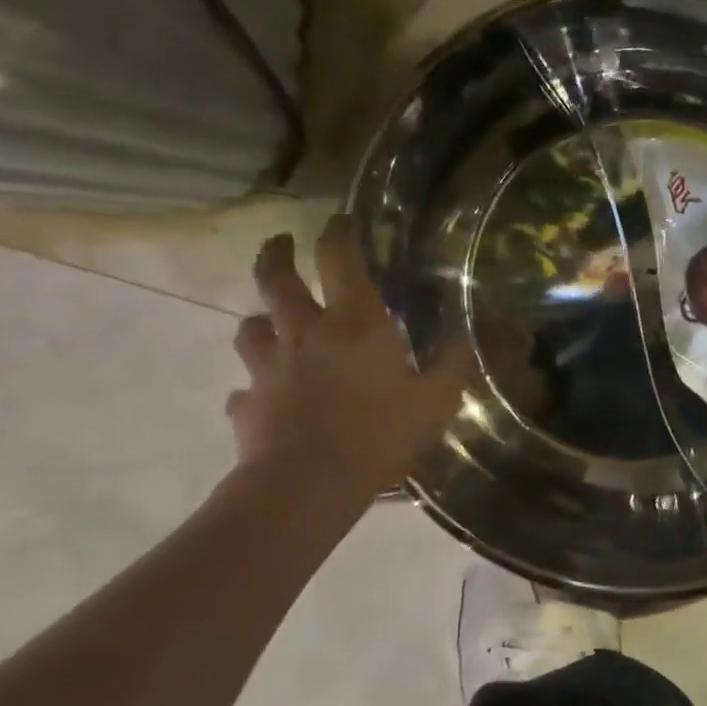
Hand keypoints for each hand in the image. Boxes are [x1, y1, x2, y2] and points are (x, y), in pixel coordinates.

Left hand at [228, 219, 469, 496]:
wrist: (309, 484)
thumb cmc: (380, 434)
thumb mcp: (435, 401)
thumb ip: (450, 365)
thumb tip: (461, 338)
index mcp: (355, 323)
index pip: (340, 258)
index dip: (338, 232)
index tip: (339, 221)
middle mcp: (306, 331)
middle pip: (276, 277)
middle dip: (276, 254)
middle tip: (281, 245)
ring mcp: (270, 366)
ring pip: (250, 326)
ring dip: (260, 320)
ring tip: (270, 325)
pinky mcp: (247, 402)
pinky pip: (245, 388)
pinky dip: (254, 387)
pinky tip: (263, 398)